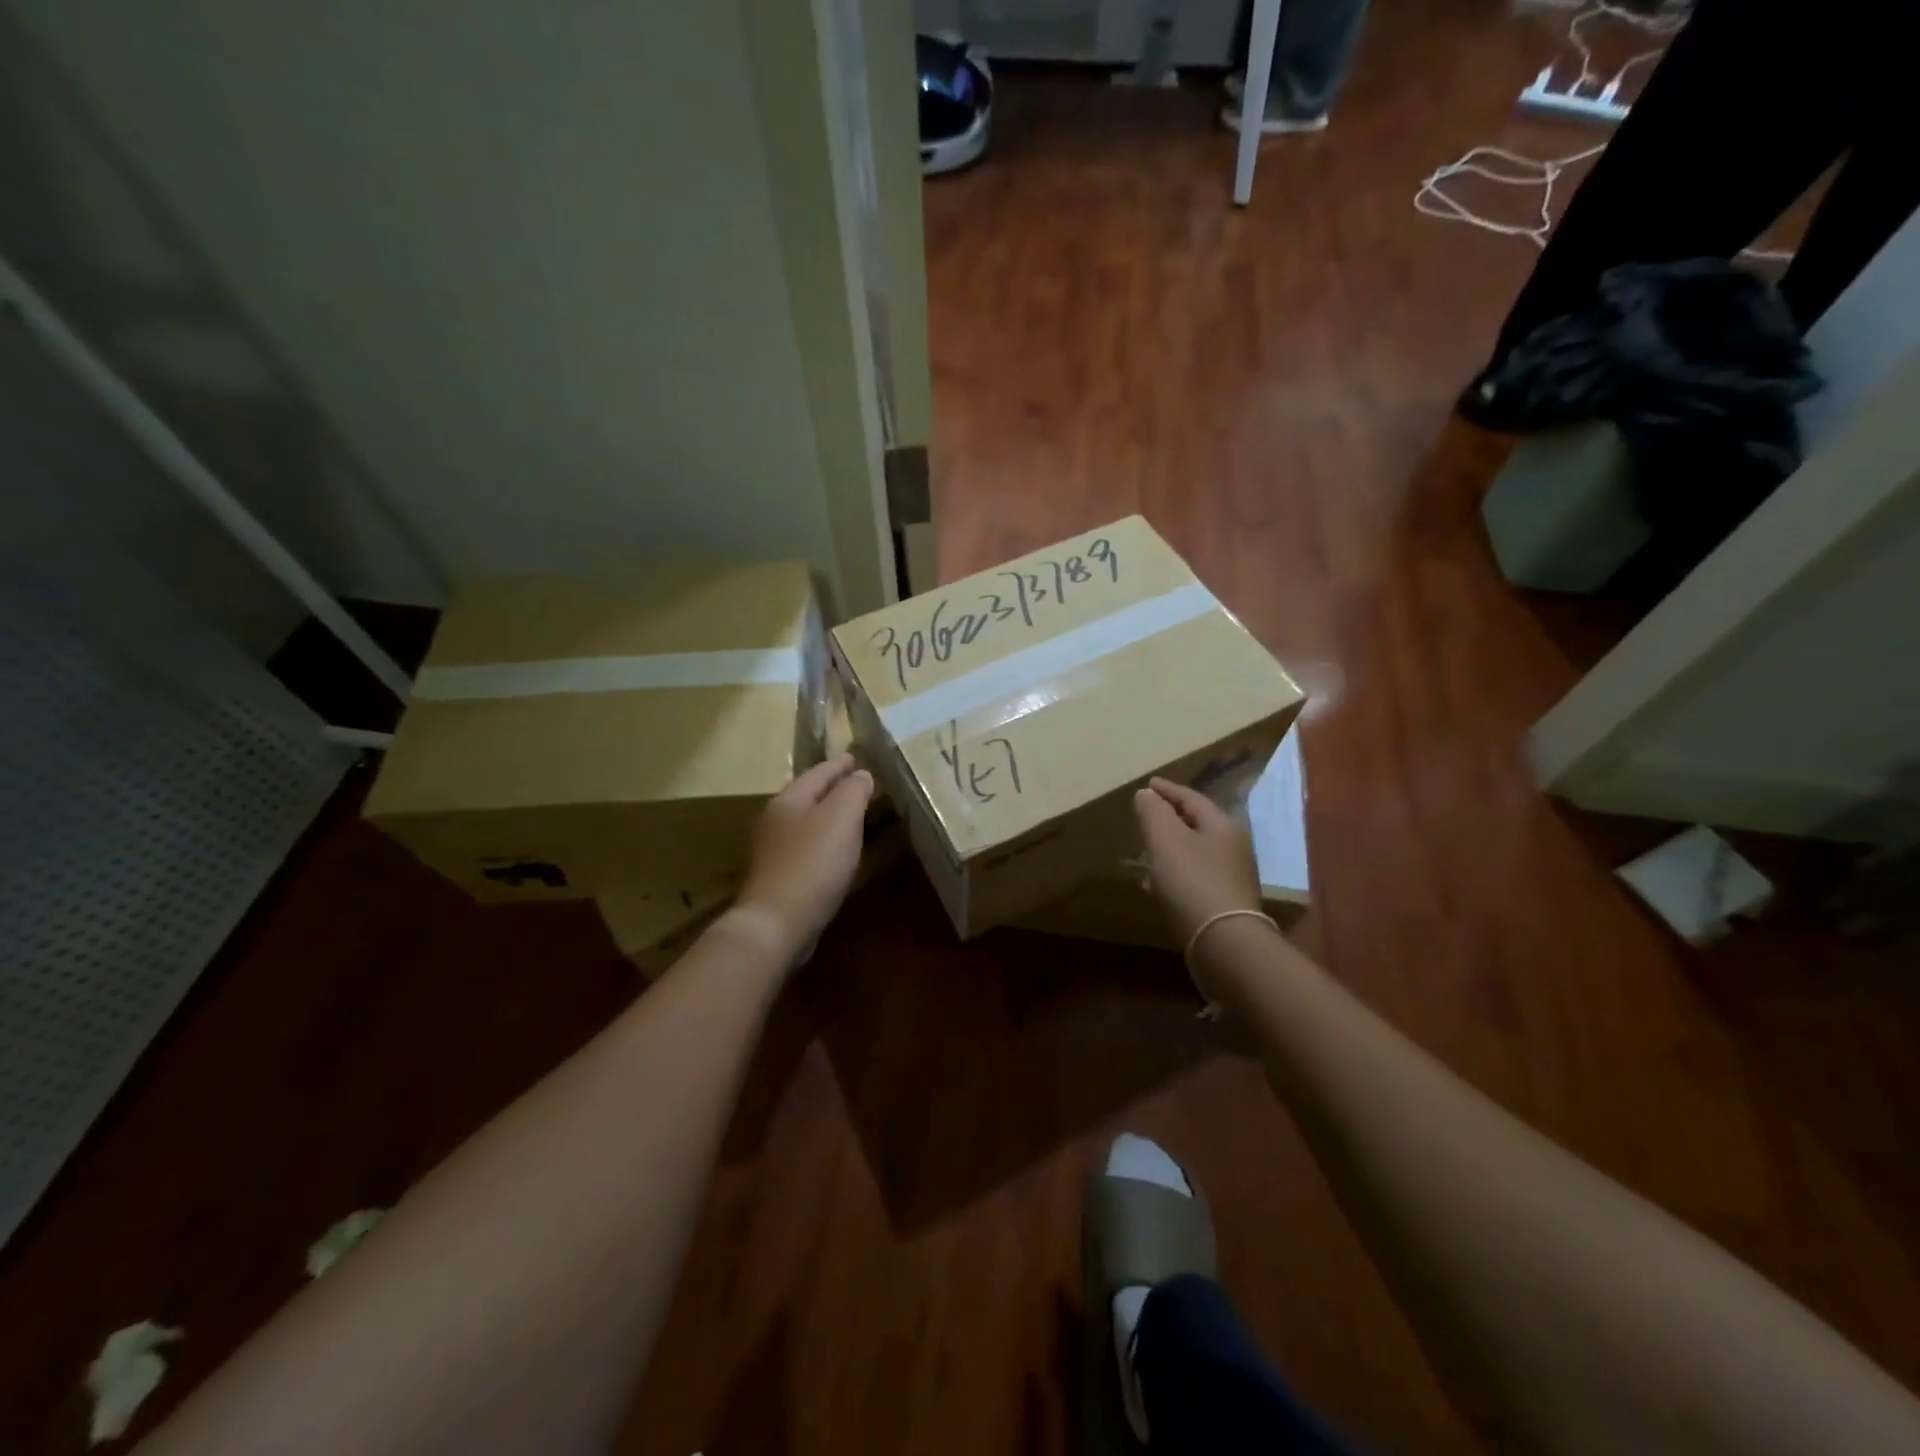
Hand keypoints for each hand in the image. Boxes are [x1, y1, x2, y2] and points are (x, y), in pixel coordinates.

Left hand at [735, 753, 873, 956]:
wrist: (778, 924)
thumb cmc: (813, 863)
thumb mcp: (841, 817)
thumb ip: (853, 791)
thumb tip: (861, 774)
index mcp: (788, 800)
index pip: (818, 773)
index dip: (840, 764)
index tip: (856, 757)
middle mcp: (775, 820)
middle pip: (808, 796)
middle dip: (832, 789)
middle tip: (857, 784)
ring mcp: (773, 851)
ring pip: (806, 823)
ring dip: (828, 817)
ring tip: (852, 816)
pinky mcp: (779, 878)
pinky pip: (807, 848)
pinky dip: (824, 842)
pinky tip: (836, 852)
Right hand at [1133, 777, 1262, 948]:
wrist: (1224, 942)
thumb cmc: (1192, 881)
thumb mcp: (1165, 839)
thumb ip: (1154, 812)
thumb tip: (1146, 794)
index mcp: (1222, 825)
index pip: (1191, 798)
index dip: (1167, 790)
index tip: (1147, 784)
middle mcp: (1234, 847)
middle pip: (1198, 824)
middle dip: (1171, 817)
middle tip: (1147, 815)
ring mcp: (1233, 877)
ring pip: (1197, 851)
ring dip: (1173, 846)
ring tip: (1148, 849)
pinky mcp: (1226, 903)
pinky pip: (1196, 876)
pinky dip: (1177, 871)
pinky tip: (1160, 884)